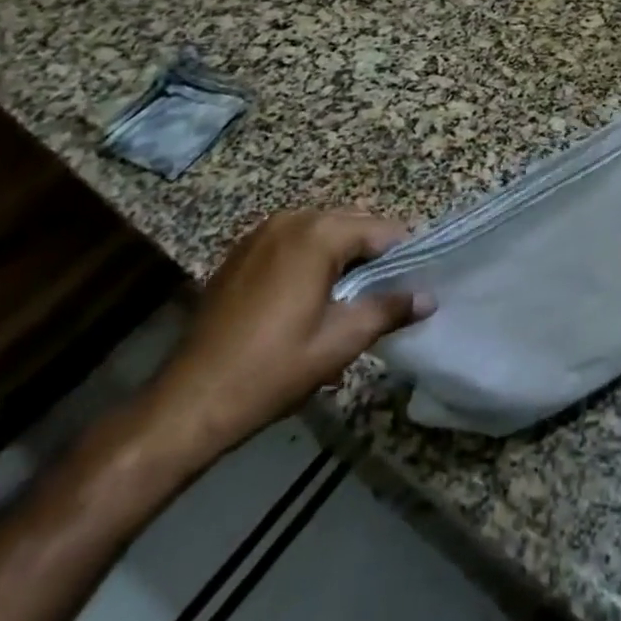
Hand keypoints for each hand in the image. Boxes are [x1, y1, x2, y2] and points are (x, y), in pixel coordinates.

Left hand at [142, 209, 433, 467]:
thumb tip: (428, 297)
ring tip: (350, 297)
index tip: (415, 282)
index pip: (381, 230)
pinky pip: (292, 242)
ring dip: (342, 255)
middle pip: (351, 223)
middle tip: (386, 293)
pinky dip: (310, 258)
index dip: (403, 255)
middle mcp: (291, 220)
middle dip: (372, 253)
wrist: (191, 400)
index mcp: (319, 234)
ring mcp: (261, 234)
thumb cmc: (274, 368)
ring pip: (321, 231)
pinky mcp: (241, 253)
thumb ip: (389, 310)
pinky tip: (310, 296)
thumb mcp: (341, 341)